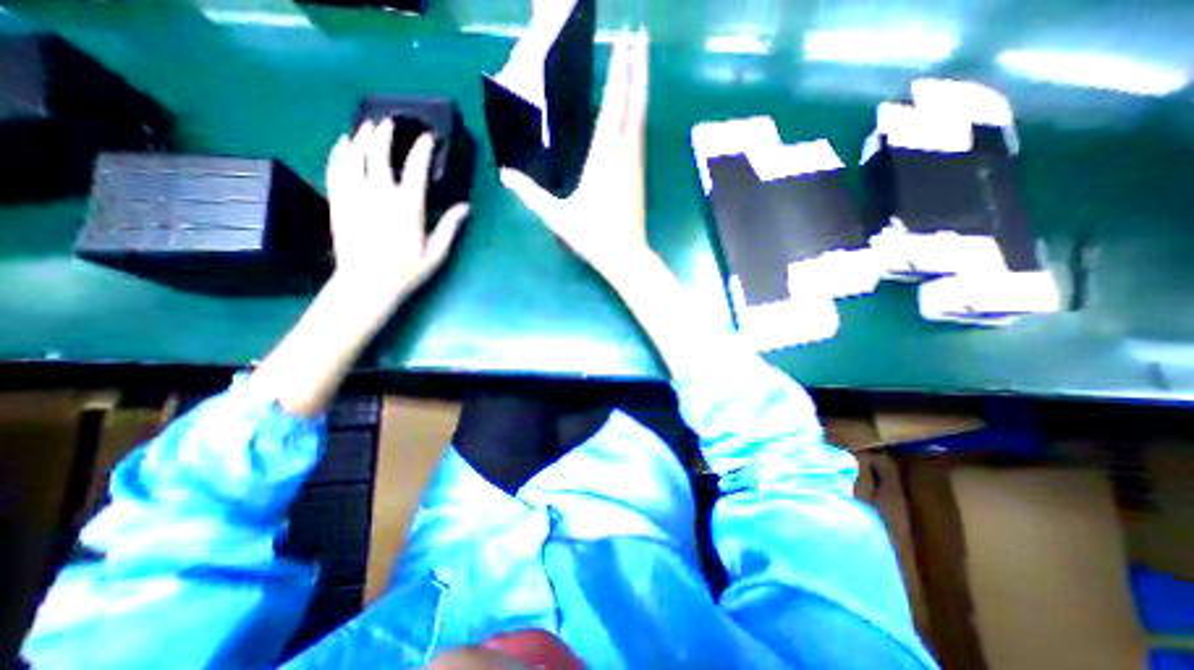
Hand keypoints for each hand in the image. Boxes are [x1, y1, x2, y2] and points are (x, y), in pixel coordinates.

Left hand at [331, 118, 476, 302]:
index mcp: (408, 205)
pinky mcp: (338, 201)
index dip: (422, 148)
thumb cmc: (407, 270)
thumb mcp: (436, 252)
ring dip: (360, 136)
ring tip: (366, 126)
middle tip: (390, 122)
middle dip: (384, 133)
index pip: (415, 167)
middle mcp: (379, 193)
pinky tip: (342, 144)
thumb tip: (466, 207)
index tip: (428, 137)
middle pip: (378, 152)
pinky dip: (339, 152)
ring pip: (353, 155)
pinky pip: (335, 168)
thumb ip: (450, 226)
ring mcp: (355, 195)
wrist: (367, 284)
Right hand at [503, 27, 652, 279]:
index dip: (619, 72)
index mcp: (605, 159)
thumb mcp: (558, 217)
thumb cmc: (593, 237)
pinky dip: (639, 109)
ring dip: (641, 84)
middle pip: (634, 102)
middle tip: (640, 31)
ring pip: (642, 115)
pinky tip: (637, 104)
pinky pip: (641, 132)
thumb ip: (531, 195)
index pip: (613, 106)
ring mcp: (636, 163)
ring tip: (640, 57)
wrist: (626, 256)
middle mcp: (625, 154)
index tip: (624, 41)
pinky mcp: (639, 172)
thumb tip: (505, 174)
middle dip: (637, 65)